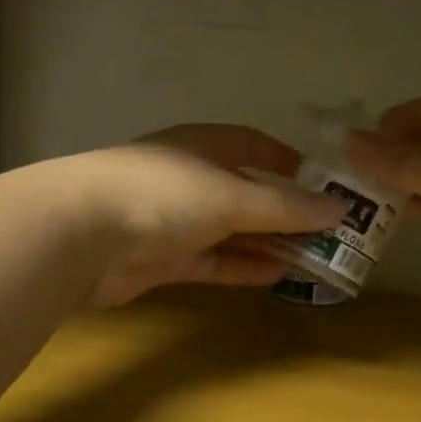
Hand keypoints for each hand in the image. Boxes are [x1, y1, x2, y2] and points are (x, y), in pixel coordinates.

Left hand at [78, 124, 344, 307]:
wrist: (81, 235)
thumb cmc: (163, 194)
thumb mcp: (232, 195)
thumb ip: (285, 206)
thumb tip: (339, 208)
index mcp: (203, 146)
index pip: (252, 145)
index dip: (287, 161)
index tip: (322, 182)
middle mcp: (190, 179)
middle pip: (246, 193)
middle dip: (285, 212)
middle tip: (329, 232)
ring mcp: (174, 221)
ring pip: (232, 232)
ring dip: (268, 244)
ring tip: (313, 258)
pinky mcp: (163, 260)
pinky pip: (214, 261)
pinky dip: (243, 267)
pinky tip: (277, 276)